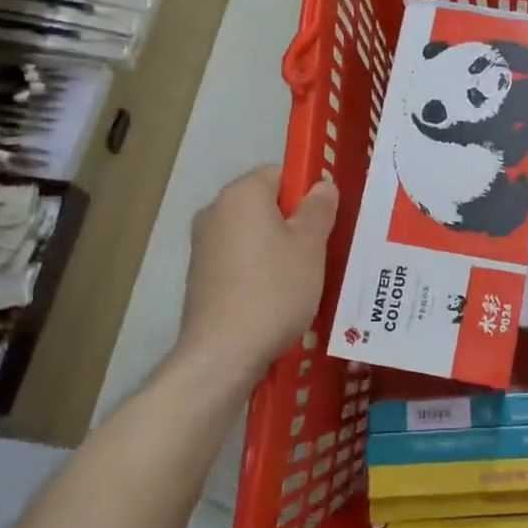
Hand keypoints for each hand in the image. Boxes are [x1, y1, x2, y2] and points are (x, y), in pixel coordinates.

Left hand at [177, 166, 337, 380]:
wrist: (224, 352)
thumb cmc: (275, 289)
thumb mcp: (310, 245)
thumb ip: (319, 209)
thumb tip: (322, 186)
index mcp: (241, 194)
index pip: (280, 174)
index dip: (308, 193)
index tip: (327, 222)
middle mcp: (215, 211)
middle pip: (266, 204)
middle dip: (295, 223)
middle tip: (322, 251)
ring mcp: (203, 246)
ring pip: (254, 234)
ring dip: (279, 249)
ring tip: (303, 279)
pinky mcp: (200, 277)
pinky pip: (240, 260)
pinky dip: (260, 270)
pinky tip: (277, 298)